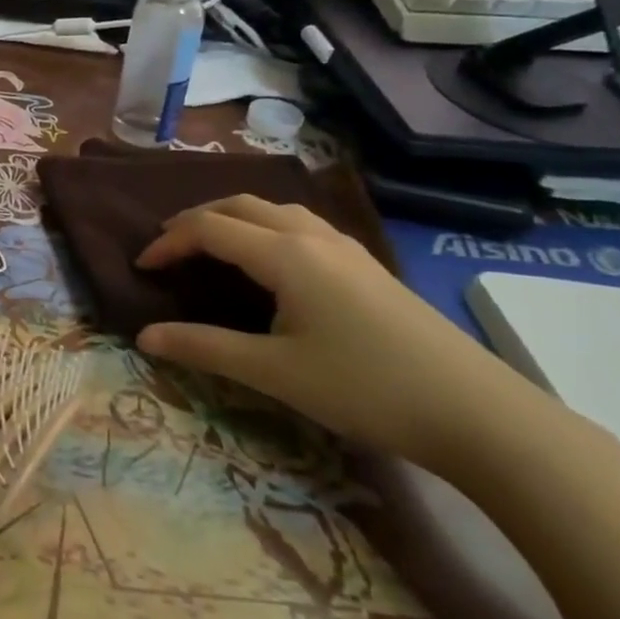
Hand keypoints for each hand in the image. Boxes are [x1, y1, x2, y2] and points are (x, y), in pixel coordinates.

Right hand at [134, 196, 553, 477]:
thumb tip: (144, 337)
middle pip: (240, 205)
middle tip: (167, 248)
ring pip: (275, 209)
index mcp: (285, 254)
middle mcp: (313, 236)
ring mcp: (346, 248)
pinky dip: (265, 227)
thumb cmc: (365, 387)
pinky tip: (271, 260)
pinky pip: (301, 224)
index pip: (209, 228)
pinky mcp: (368, 265)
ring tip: (211, 246)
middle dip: (196, 220)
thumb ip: (204, 348)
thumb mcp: (274, 372)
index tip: (141, 267)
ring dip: (233, 218)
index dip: (168, 242)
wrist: (478, 413)